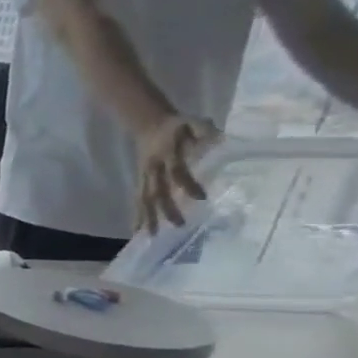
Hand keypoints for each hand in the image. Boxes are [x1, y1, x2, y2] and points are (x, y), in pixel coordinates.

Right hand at [136, 115, 218, 232]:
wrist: (148, 124)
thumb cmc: (176, 125)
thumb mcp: (193, 122)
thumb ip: (204, 130)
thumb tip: (218, 141)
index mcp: (166, 154)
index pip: (176, 171)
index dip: (187, 184)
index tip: (201, 198)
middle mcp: (153, 169)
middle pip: (156, 190)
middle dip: (165, 208)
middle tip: (179, 225)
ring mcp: (144, 176)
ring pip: (144, 198)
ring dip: (147, 216)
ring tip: (150, 235)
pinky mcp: (141, 181)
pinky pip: (138, 199)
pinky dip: (138, 215)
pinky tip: (139, 229)